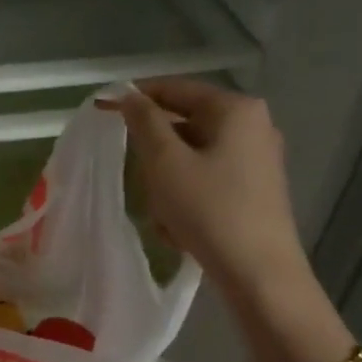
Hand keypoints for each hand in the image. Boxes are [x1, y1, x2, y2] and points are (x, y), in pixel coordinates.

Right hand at [108, 78, 309, 300]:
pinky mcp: (256, 188)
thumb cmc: (208, 210)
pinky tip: (182, 230)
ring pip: (192, 158)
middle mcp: (253, 125)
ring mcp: (258, 158)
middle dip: (156, 158)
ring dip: (169, 185)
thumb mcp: (165, 163)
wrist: (258, 272)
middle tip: (144, 185)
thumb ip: (144, 122)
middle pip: (184, 126)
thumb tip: (129, 96)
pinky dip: (188, 199)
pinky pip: (208, 180)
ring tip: (165, 218)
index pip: (175, 89)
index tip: (103, 111)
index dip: (136, 98)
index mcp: (235, 109)